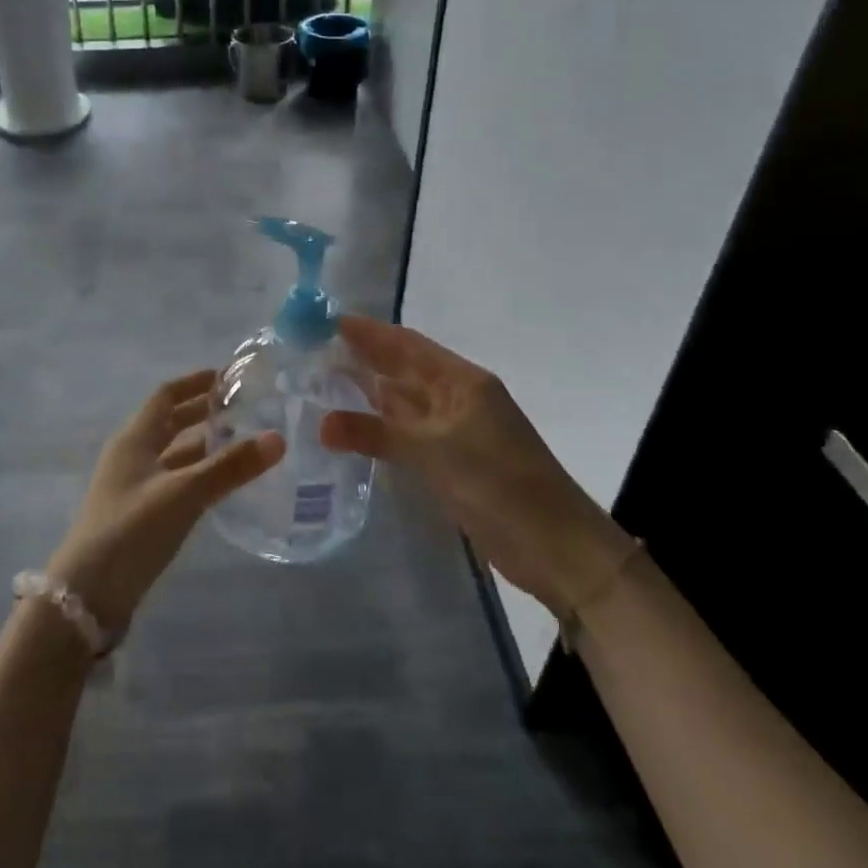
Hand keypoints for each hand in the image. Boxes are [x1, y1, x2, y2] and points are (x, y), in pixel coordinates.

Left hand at [47, 369, 284, 634]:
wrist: (88, 594)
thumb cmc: (133, 529)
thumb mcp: (184, 493)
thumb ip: (230, 467)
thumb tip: (278, 437)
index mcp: (134, 438)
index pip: (165, 395)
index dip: (194, 382)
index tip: (227, 376)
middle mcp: (131, 456)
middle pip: (168, 423)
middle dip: (201, 412)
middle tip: (242, 408)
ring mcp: (133, 487)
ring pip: (172, 454)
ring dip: (201, 445)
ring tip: (241, 442)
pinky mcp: (139, 516)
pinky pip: (173, 481)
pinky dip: (197, 474)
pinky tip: (221, 485)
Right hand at [320, 317, 635, 616]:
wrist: (555, 546)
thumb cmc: (498, 483)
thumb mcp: (434, 452)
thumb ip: (376, 433)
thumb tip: (321, 423)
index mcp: (461, 381)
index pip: (407, 345)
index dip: (368, 332)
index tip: (326, 321)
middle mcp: (457, 398)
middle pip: (404, 370)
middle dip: (363, 358)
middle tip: (313, 350)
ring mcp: (456, 431)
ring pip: (404, 403)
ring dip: (369, 392)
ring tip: (322, 382)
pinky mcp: (452, 462)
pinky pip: (408, 434)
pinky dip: (380, 428)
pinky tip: (353, 427)